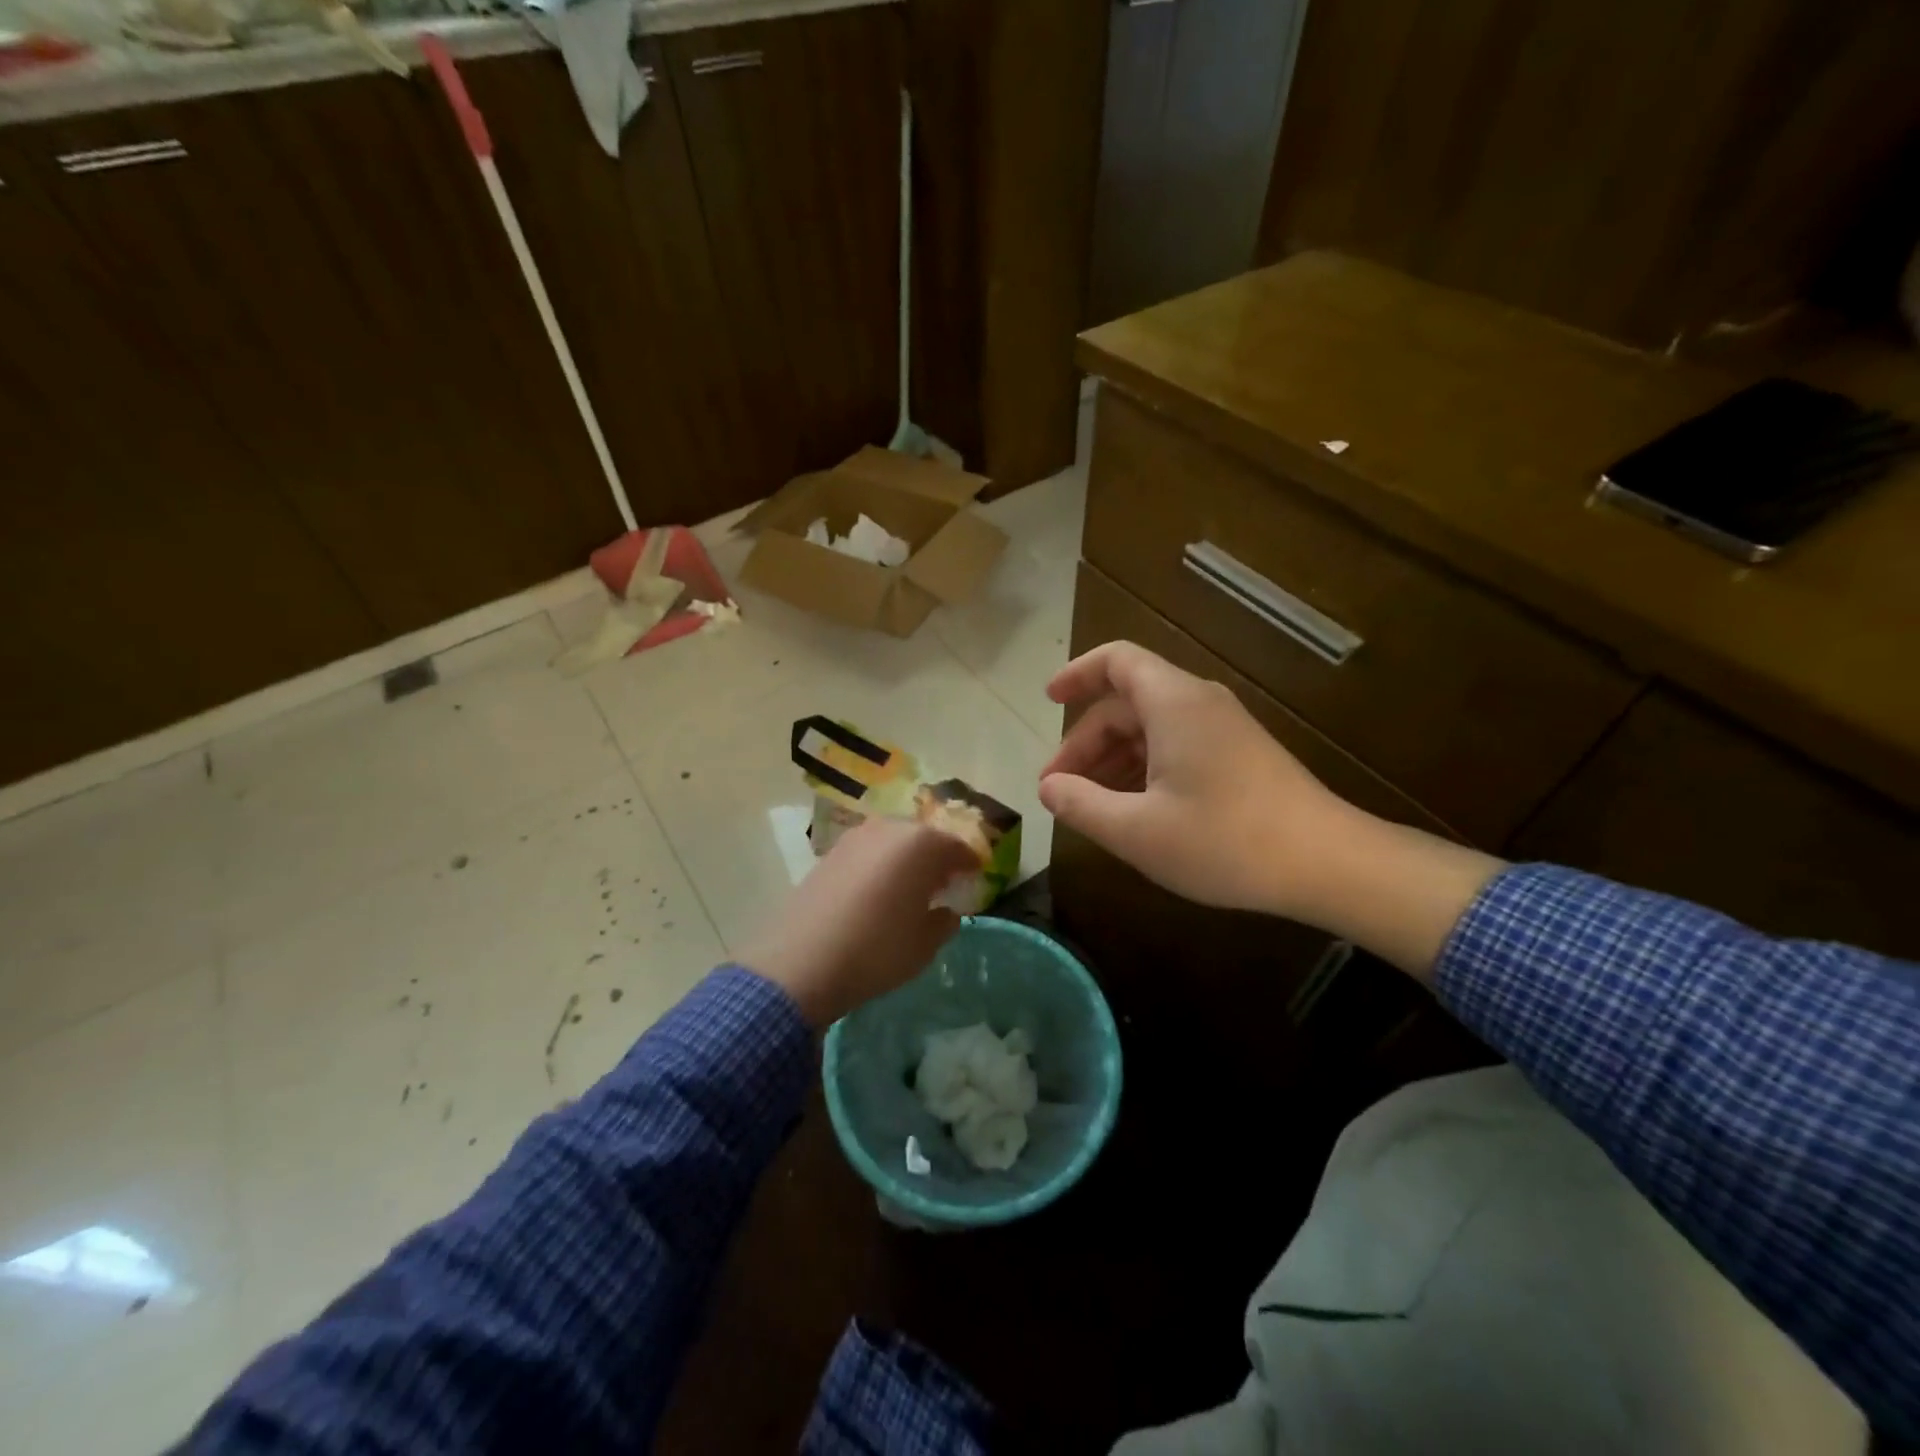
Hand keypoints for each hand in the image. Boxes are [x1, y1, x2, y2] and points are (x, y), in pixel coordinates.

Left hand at [737, 816, 978, 1026]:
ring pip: (894, 843)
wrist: (802, 961)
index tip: (975, 880)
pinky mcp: (830, 853)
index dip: (970, 865)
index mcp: (922, 844)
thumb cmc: (877, 950)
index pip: (958, 848)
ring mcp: (855, 837)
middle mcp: (889, 829)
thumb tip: (945, 911)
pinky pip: (868, 854)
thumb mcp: (925, 945)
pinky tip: (877, 894)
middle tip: (944, 885)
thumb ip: (944, 922)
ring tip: (909, 890)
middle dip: (937, 859)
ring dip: (906, 862)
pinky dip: (879, 867)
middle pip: (925, 839)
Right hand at [1038, 641, 1345, 918]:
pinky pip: (1176, 746)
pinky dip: (1144, 769)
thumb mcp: (1137, 830)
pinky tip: (1133, 811)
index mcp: (1173, 703)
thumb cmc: (1225, 840)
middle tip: (1059, 789)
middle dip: (1086, 742)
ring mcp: (1223, 729)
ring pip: (1151, 728)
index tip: (1048, 701)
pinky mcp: (1239, 756)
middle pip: (1127, 703)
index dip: (1077, 674)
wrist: (1327, 863)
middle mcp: (1198, 704)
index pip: (1116, 661)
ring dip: (1113, 760)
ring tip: (1088, 806)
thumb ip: (1081, 805)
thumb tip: (1048, 788)